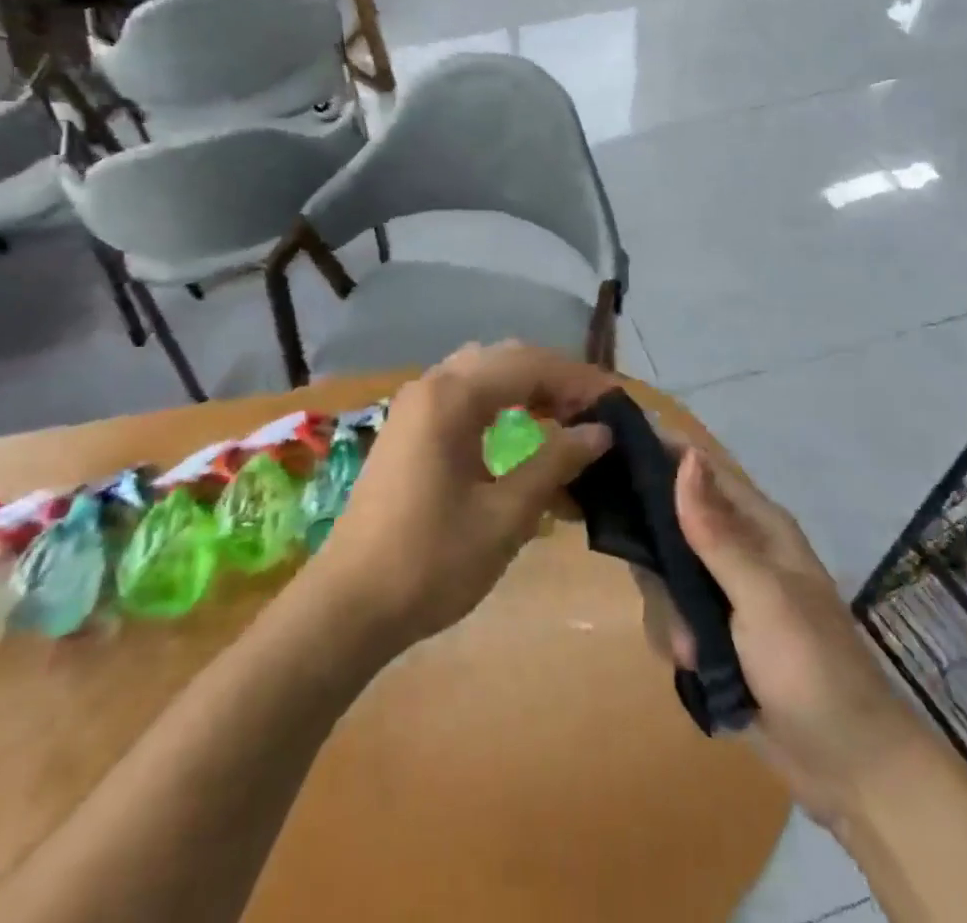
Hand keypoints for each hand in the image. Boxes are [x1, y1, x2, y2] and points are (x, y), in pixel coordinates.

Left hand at [308, 343, 616, 653]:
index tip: (618, 405)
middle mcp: (431, 385)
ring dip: (528, 392)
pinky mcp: (409, 430)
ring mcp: (415, 407)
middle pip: (506, 360)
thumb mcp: (505, 515)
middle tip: (595, 414)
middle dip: (555, 381)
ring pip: (485, 377)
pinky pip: (465, 401)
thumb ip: (554, 462)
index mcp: (452, 396)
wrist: (348, 606)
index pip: (529, 365)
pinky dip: (501, 411)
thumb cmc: (431, 561)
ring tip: (567, 425)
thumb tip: (600, 432)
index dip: (578, 380)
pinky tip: (524, 441)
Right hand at [635, 450, 897, 828]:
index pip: (700, 468)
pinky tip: (693, 668)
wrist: (849, 767)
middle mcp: (737, 548)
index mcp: (758, 525)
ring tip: (691, 650)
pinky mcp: (714, 632)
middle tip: (653, 583)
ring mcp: (723, 591)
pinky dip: (674, 639)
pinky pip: (670, 615)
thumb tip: (685, 455)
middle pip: (670, 521)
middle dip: (655, 556)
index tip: (611, 453)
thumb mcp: (762, 596)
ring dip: (668, 611)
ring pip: (663, 573)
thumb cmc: (811, 667)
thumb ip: (716, 531)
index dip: (659, 453)